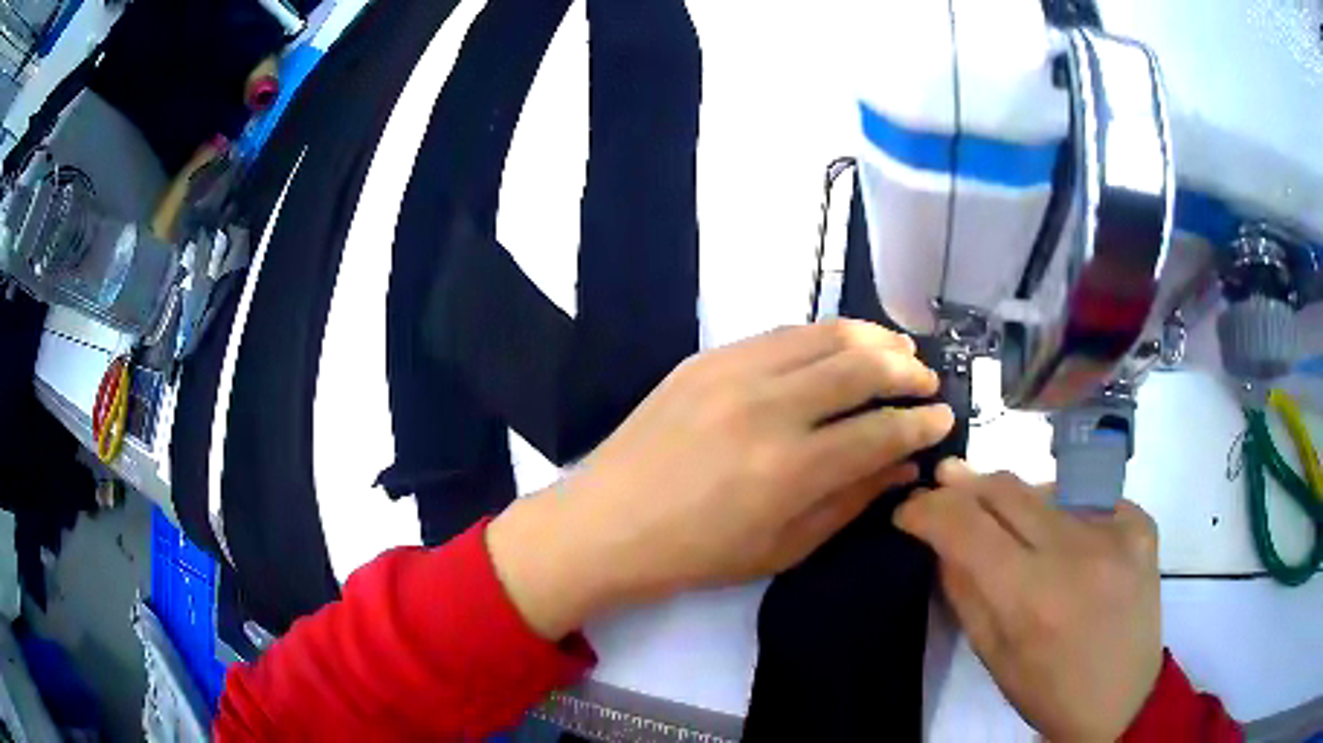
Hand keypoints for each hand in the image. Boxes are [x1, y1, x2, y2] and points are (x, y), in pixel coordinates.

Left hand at [488, 320, 953, 638]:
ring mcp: (733, 372)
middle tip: (927, 380)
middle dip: (907, 370)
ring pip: (825, 335)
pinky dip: (823, 336)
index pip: (881, 431)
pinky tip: (838, 347)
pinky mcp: (707, 357)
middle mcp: (768, 407)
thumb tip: (905, 465)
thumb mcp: (784, 547)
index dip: (921, 424)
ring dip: (872, 338)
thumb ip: (851, 501)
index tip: (942, 419)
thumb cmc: (697, 554)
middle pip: (861, 366)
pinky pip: (782, 333)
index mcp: (790, 469)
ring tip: (897, 350)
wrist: (607, 524)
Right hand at [895, 461, 1162, 741]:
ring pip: (1046, 488)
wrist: (1123, 699)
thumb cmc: (1048, 691)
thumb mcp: (992, 655)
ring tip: (1014, 530)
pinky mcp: (1141, 522)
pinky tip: (1067, 542)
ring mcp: (1117, 529)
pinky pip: (1087, 499)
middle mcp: (1077, 551)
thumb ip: (964, 590)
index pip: (965, 526)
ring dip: (1017, 503)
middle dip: (967, 487)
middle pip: (1006, 488)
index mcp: (1031, 597)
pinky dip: (1065, 513)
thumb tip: (940, 537)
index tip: (908, 509)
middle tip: (946, 488)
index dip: (928, 510)